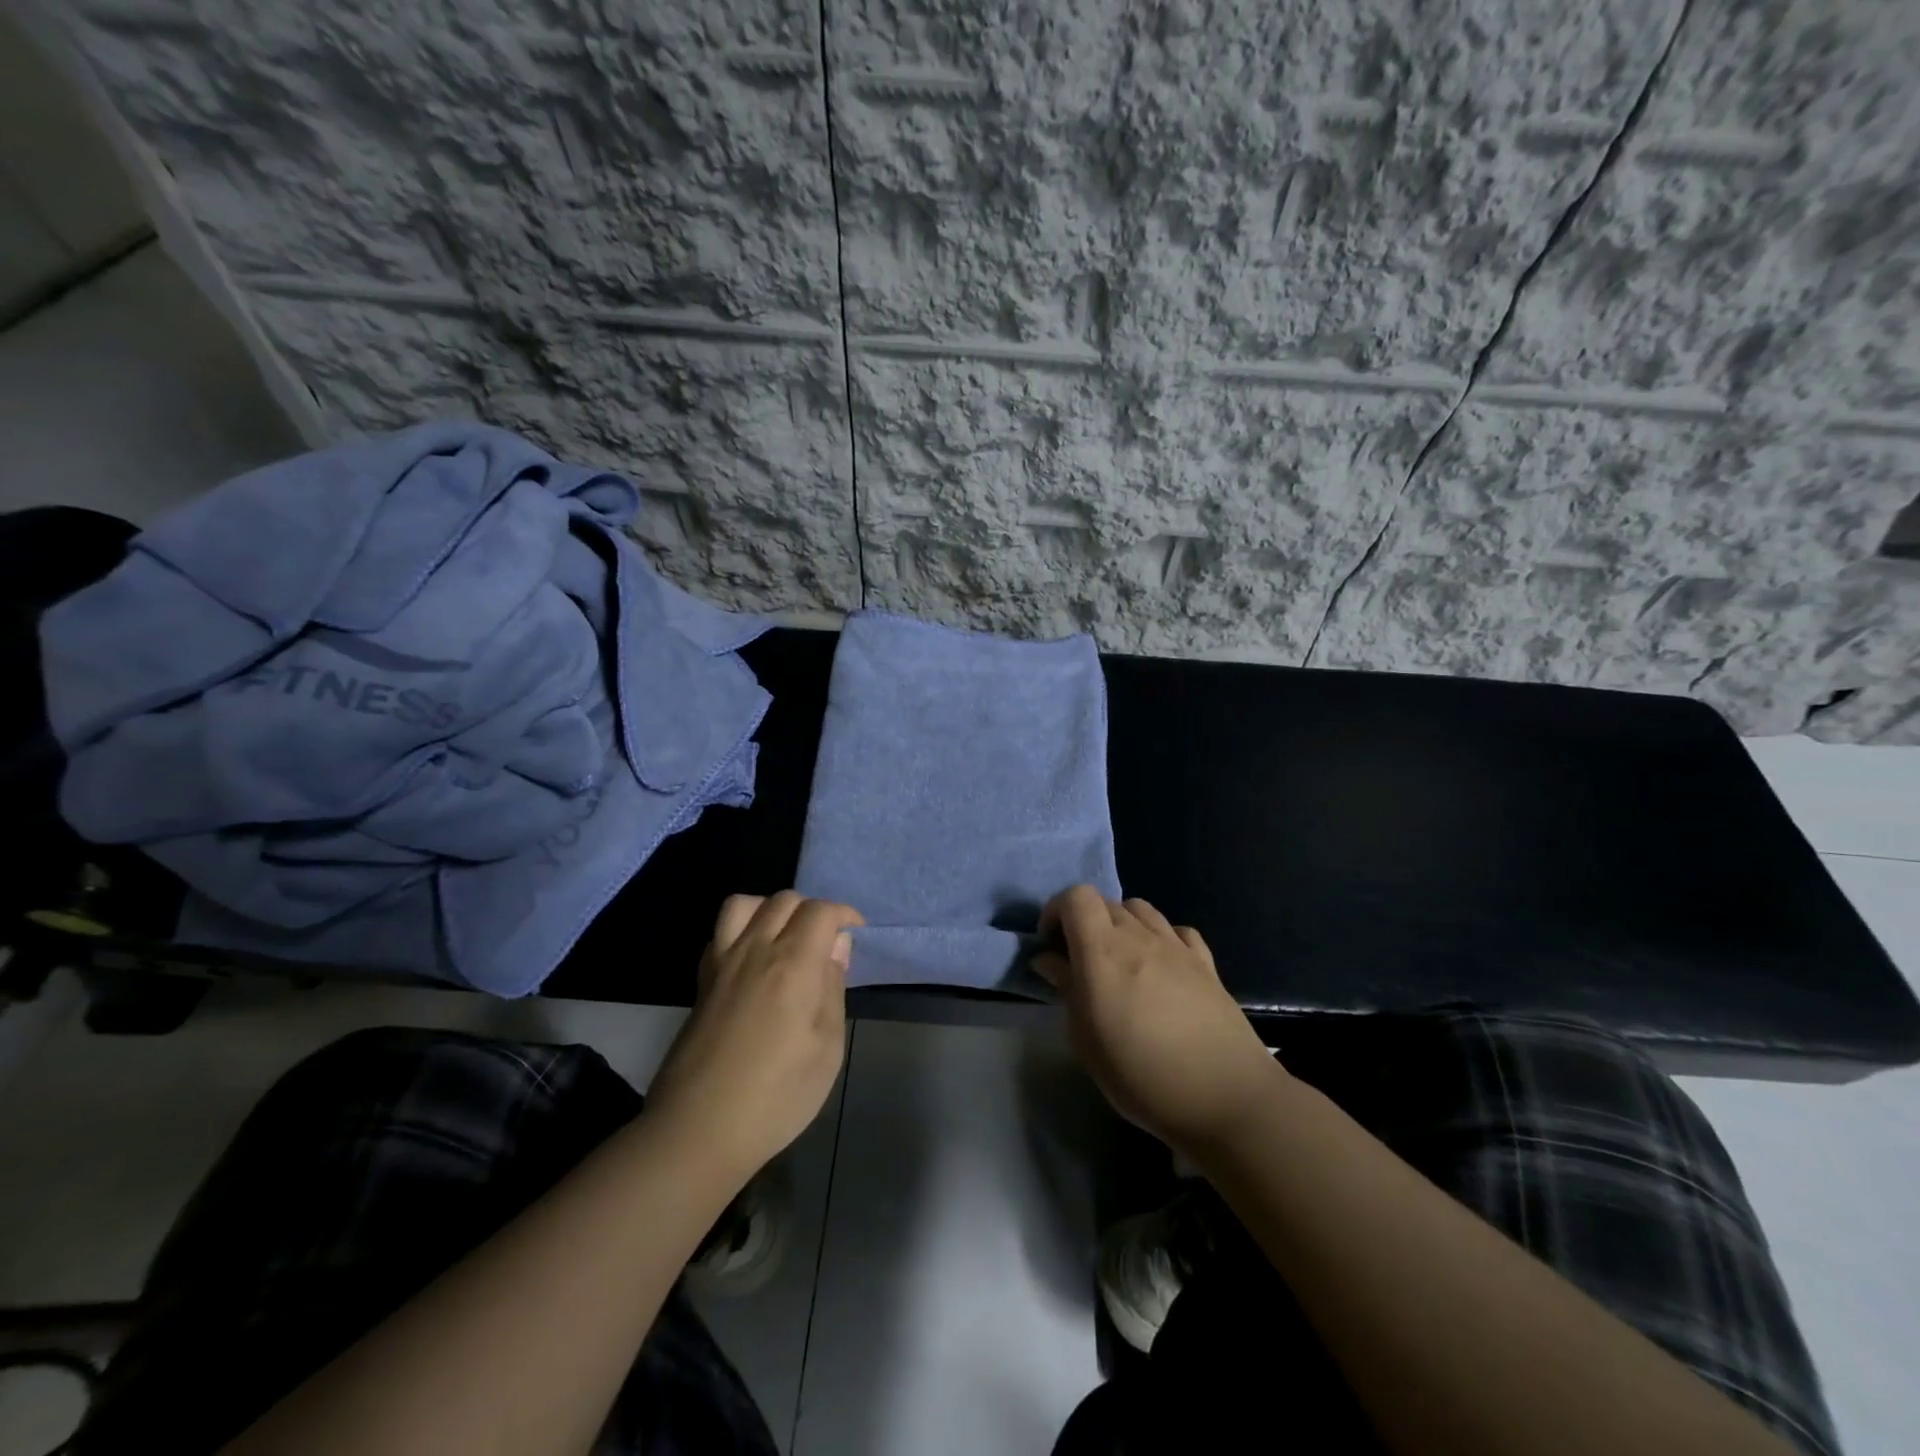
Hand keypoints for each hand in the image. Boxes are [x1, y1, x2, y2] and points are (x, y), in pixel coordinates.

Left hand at [644, 891, 862, 1179]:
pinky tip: (754, 960)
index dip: (844, 914)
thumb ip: (832, 988)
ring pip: (745, 904)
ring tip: (786, 939)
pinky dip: (742, 928)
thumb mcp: (827, 1048)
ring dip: (771, 909)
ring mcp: (722, 963)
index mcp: (792, 964)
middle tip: (825, 942)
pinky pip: (721, 931)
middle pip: (784, 900)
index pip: (820, 911)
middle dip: (812, 910)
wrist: (697, 1130)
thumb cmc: (776, 1097)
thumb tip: (836, 946)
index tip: (856, 934)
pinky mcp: (702, 981)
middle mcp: (755, 951)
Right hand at [1035, 886, 1286, 1153]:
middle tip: (1080, 961)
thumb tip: (1049, 959)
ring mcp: (1176, 946)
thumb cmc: (1141, 1075)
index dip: (1057, 911)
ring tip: (1120, 962)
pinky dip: (1161, 937)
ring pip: (1140, 909)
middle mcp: (1139, 936)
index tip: (1051, 945)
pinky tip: (1161, 966)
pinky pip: (1176, 931)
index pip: (1075, 896)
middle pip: (1105, 902)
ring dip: (1121, 924)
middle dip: (1085, 922)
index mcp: (1102, 951)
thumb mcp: (1086, 1040)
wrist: (1225, 1097)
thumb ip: (1066, 989)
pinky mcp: (1206, 962)